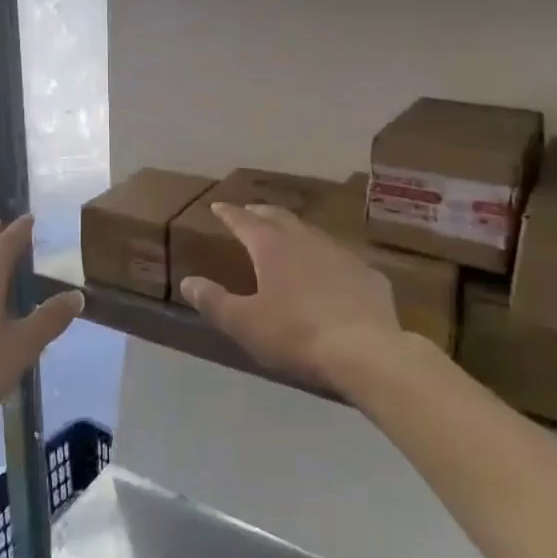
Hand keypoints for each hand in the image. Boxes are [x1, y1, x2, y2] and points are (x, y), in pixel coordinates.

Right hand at [179, 203, 403, 393]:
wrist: (366, 351)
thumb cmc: (296, 334)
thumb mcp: (244, 323)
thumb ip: (214, 301)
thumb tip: (188, 282)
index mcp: (272, 247)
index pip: (244, 221)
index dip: (229, 214)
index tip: (218, 206)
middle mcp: (306, 240)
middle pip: (279, 218)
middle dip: (261, 213)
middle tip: (250, 212)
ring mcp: (341, 254)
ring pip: (312, 233)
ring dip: (295, 231)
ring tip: (287, 237)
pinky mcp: (368, 275)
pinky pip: (341, 259)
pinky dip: (327, 259)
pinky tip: (330, 273)